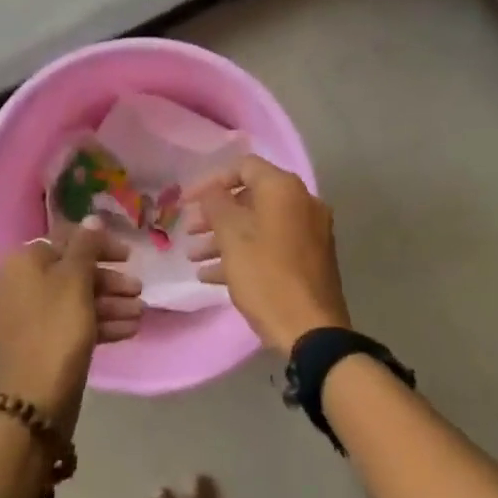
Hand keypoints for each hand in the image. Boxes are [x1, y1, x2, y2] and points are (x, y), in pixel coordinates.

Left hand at [0, 218, 140, 436]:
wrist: (36, 401)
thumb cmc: (56, 330)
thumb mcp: (75, 281)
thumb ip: (86, 246)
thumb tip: (92, 218)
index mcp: (23, 264)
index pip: (65, 240)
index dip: (99, 245)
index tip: (128, 256)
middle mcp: (22, 286)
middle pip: (73, 271)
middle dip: (109, 280)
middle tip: (138, 289)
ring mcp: (31, 317)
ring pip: (76, 299)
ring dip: (110, 303)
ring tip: (139, 313)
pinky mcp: (43, 344)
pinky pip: (74, 323)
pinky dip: (100, 323)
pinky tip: (130, 329)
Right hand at [185, 155, 350, 356]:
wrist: (311, 330)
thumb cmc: (266, 276)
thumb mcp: (232, 237)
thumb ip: (216, 204)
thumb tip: (212, 191)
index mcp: (284, 189)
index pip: (243, 167)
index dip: (211, 181)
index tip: (187, 202)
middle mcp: (302, 203)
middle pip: (250, 197)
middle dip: (215, 214)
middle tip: (189, 231)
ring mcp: (309, 233)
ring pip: (259, 225)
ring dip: (224, 237)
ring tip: (195, 257)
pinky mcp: (309, 259)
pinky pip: (271, 246)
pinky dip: (244, 254)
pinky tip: (212, 276)